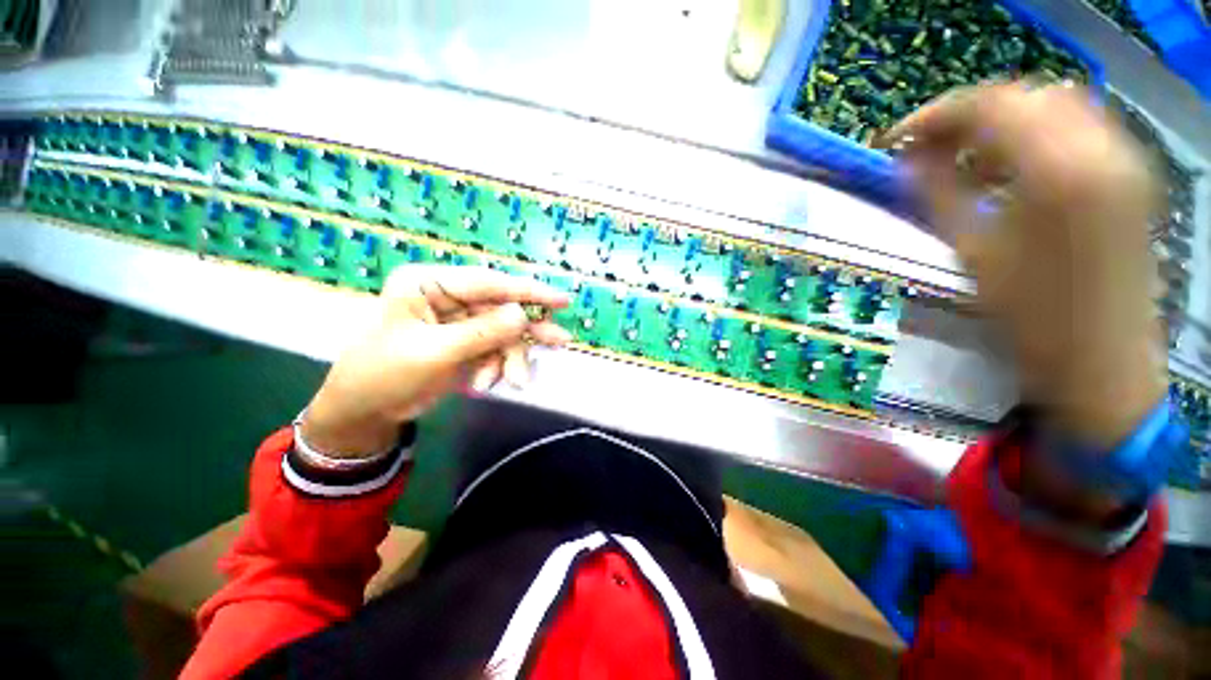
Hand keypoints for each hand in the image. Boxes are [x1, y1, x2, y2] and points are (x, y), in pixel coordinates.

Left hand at [301, 266, 570, 458]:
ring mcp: (459, 319)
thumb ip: (481, 332)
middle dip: (525, 331)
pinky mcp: (466, 340)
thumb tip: (522, 315)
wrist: (365, 411)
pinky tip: (487, 382)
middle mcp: (448, 296)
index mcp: (429, 284)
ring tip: (516, 381)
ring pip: (503, 331)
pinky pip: (495, 347)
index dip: (527, 291)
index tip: (562, 300)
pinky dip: (497, 366)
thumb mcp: (433, 353)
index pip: (488, 282)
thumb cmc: (384, 375)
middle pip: (501, 307)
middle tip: (558, 341)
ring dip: (510, 357)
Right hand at [884, 83, 1167, 448]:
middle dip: (966, 115)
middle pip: (1022, 95)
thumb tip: (905, 159)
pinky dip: (1035, 132)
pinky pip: (1077, 125)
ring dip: (1000, 121)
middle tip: (925, 149)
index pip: (989, 106)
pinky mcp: (1131, 172)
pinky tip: (1010, 167)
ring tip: (964, 158)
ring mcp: (1124, 156)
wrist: (1102, 360)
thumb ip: (936, 194)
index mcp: (1058, 171)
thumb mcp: (972, 252)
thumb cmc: (1031, 316)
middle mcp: (1100, 148)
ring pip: (1051, 103)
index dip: (934, 115)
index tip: (894, 140)